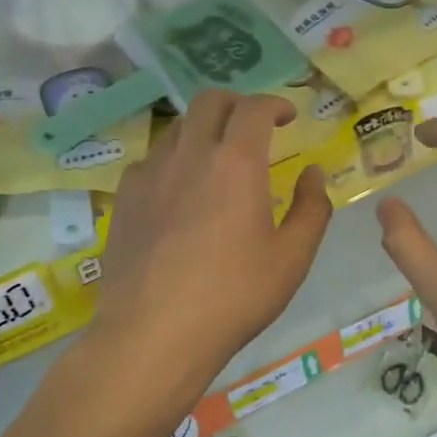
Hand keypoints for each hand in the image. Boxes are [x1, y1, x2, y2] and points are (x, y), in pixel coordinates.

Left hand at [96, 91, 331, 390]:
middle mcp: (188, 155)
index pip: (254, 108)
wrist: (153, 334)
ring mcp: (149, 175)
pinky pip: (149, 162)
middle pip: (209, 102)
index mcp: (235, 163)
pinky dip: (171, 162)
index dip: (274, 103)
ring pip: (176, 129)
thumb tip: (313, 173)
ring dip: (202, 132)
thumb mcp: (291, 259)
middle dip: (236, 104)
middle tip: (252, 127)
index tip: (287, 116)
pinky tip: (177, 194)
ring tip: (215, 161)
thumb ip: (311, 209)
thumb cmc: (233, 297)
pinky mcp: (123, 199)